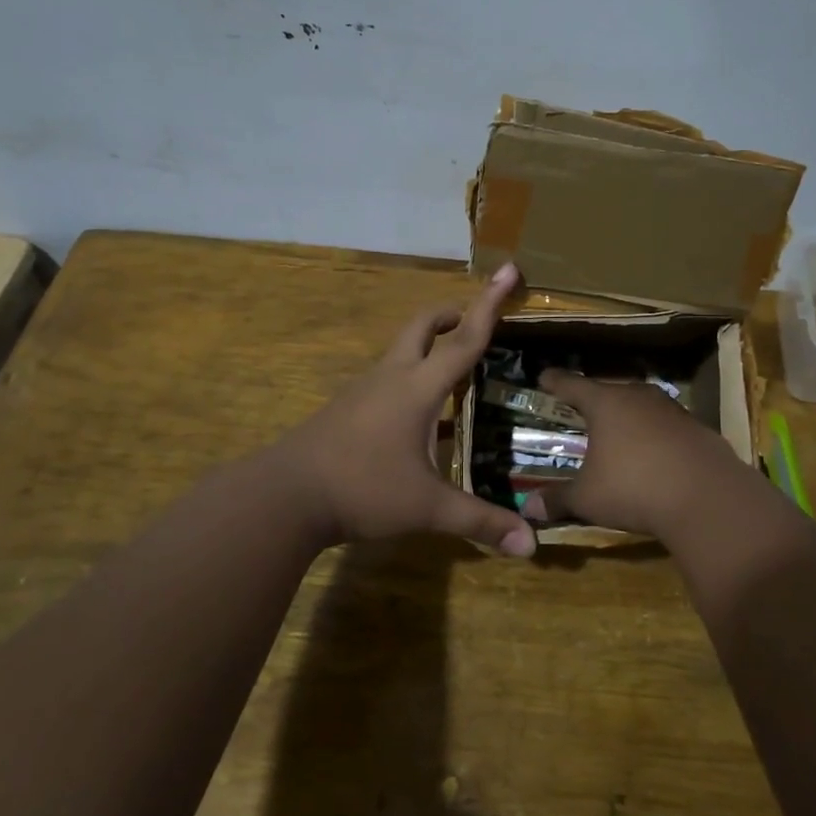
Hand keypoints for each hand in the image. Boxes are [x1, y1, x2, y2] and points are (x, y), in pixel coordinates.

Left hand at [276, 263, 537, 556]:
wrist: (284, 496)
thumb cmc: (362, 490)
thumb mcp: (427, 508)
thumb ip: (479, 522)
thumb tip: (531, 547)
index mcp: (417, 388)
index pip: (465, 338)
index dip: (490, 304)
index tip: (508, 268)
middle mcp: (391, 377)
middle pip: (423, 326)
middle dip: (452, 315)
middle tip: (476, 323)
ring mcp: (364, 390)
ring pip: (402, 351)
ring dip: (430, 348)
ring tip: (457, 373)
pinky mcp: (347, 408)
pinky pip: (388, 379)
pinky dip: (412, 380)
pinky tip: (420, 419)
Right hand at [519, 369, 760, 542]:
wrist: (708, 499)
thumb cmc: (634, 489)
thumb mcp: (588, 499)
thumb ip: (557, 499)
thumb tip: (527, 507)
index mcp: (605, 403)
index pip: (572, 385)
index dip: (555, 382)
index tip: (543, 376)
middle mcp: (638, 397)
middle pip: (609, 392)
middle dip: (593, 401)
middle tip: (580, 410)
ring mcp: (672, 410)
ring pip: (641, 407)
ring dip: (627, 418)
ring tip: (617, 433)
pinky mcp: (697, 429)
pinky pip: (666, 426)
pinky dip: (654, 436)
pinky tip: (653, 456)